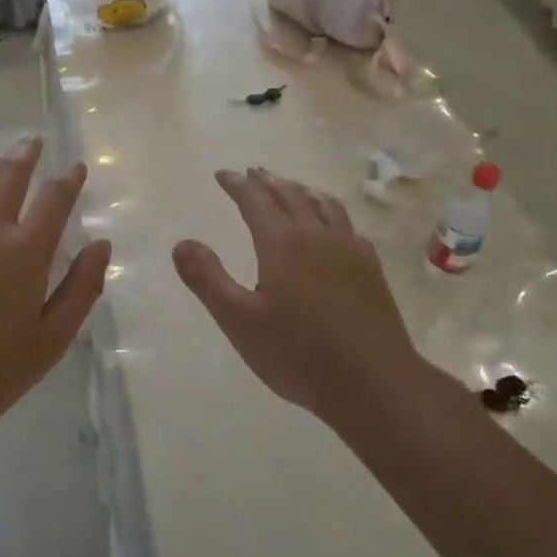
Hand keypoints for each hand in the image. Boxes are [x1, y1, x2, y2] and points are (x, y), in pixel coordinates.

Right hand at [173, 168, 435, 433]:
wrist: (375, 384)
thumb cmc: (298, 354)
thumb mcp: (239, 321)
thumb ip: (207, 279)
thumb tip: (181, 242)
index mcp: (282, 243)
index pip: (255, 200)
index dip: (237, 184)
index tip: (223, 174)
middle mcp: (316, 235)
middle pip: (290, 195)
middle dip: (267, 181)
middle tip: (252, 173)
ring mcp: (349, 250)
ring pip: (323, 205)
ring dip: (301, 190)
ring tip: (291, 186)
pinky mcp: (371, 269)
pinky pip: (348, 226)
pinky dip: (331, 213)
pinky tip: (333, 225)